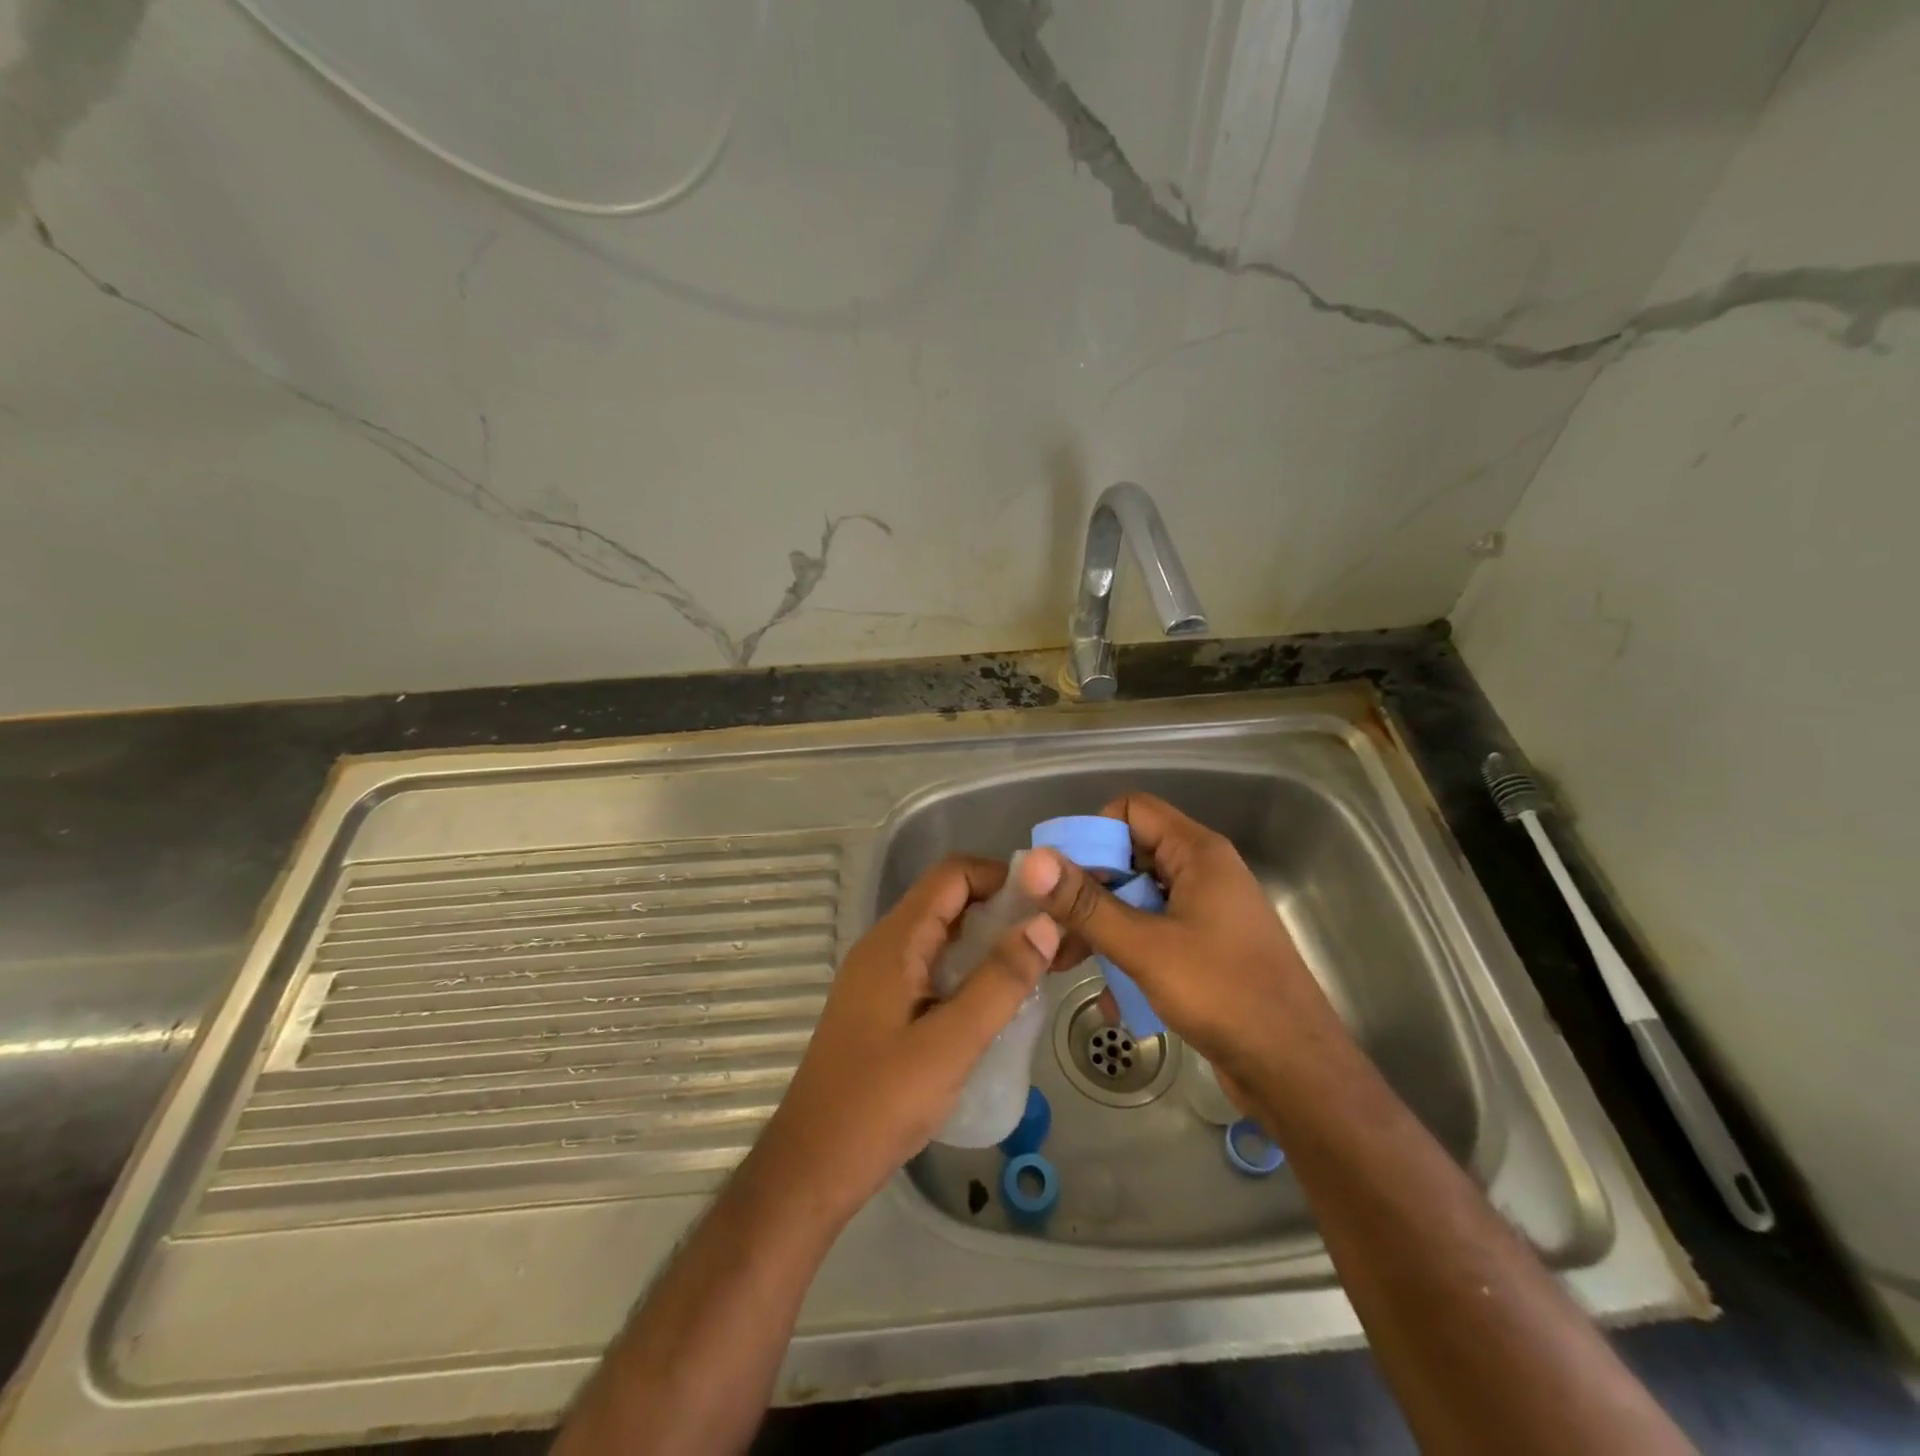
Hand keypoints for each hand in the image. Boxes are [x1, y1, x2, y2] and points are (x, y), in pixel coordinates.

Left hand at [753, 856, 1061, 1220]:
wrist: (812, 1166)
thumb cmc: (880, 1102)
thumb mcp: (952, 1043)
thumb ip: (1000, 981)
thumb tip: (1045, 924)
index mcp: (895, 941)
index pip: (951, 875)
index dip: (999, 877)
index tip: (1046, 903)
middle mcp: (884, 946)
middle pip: (947, 901)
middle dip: (1000, 909)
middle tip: (1051, 939)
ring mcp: (879, 977)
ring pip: (941, 936)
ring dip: (986, 942)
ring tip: (1035, 968)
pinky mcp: (882, 1006)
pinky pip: (931, 967)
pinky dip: (967, 970)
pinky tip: (996, 1003)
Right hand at [1017, 794, 1343, 1094]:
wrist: (1296, 1071)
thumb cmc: (1223, 994)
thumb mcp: (1145, 947)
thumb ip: (1086, 904)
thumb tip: (1032, 861)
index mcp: (1197, 853)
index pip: (1131, 810)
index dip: (1092, 834)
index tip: (1061, 877)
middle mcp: (1202, 873)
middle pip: (1129, 856)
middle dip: (1087, 891)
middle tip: (1051, 927)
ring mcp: (1206, 913)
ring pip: (1137, 900)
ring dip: (1101, 929)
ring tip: (1065, 965)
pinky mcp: (1205, 949)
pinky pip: (1154, 935)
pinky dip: (1128, 955)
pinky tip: (1110, 999)